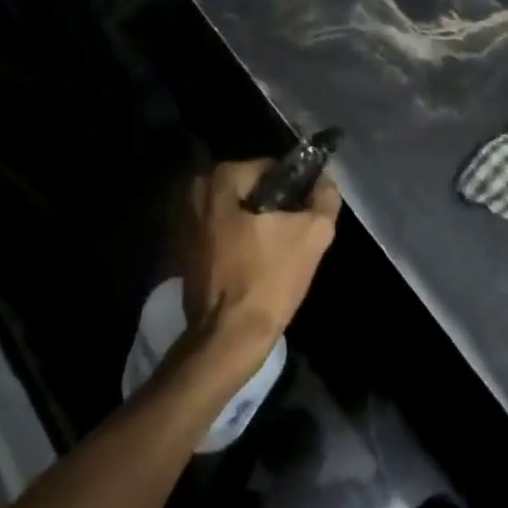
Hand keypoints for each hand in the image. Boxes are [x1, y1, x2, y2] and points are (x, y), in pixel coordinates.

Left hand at [182, 160, 340, 377]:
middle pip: (251, 190)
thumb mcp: (314, 234)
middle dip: (273, 208)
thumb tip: (325, 182)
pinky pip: (221, 233)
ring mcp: (184, 221)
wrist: (229, 337)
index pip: (271, 169)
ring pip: (236, 212)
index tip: (304, 216)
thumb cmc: (269, 280)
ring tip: (276, 254)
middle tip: (293, 236)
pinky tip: (255, 265)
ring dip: (256, 226)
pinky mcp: (182, 249)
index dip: (295, 190)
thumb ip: (325, 198)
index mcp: (221, 179)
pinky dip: (238, 242)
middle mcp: (195, 192)